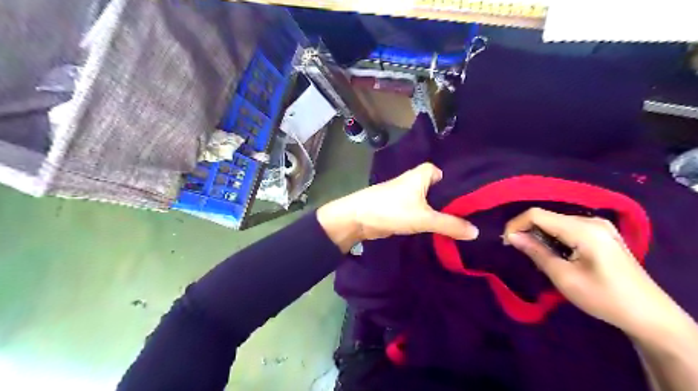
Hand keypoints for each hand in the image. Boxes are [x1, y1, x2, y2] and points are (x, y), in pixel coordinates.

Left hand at [318, 162, 477, 252]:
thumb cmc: (392, 210)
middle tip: (470, 213)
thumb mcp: (424, 218)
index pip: (442, 172)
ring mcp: (405, 196)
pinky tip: (439, 228)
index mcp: (421, 175)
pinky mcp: (399, 209)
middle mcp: (414, 182)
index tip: (469, 196)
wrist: (358, 219)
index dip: (454, 181)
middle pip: (437, 188)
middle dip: (450, 199)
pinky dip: (427, 218)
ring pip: (428, 201)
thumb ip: (450, 224)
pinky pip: (419, 211)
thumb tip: (476, 232)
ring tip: (460, 222)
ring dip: (439, 210)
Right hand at [505, 210, 678, 333]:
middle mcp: (591, 221)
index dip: (516, 224)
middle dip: (528, 231)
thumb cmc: (603, 297)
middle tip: (519, 251)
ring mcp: (599, 226)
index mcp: (583, 229)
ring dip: (541, 236)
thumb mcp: (564, 277)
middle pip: (547, 217)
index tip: (506, 243)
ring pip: (556, 222)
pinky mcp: (602, 234)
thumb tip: (511, 237)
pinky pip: (568, 228)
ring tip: (536, 256)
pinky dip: (555, 238)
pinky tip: (555, 255)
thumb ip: (536, 252)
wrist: (649, 315)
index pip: (537, 214)